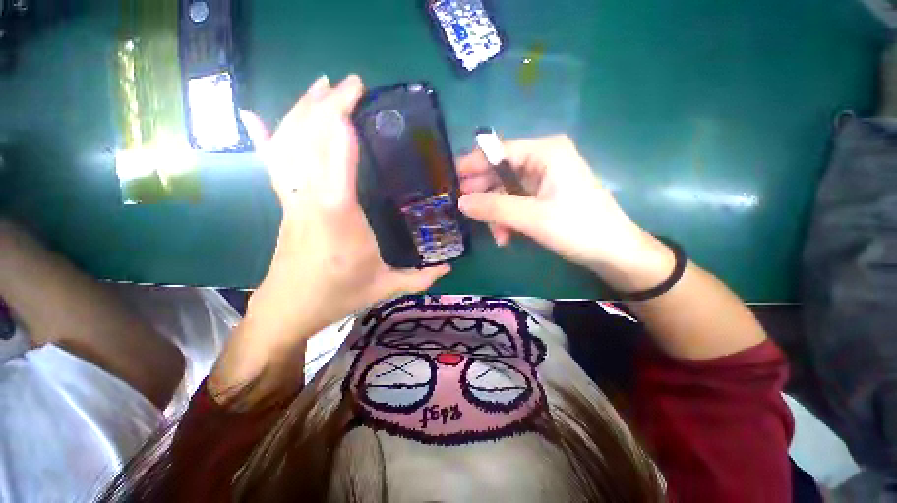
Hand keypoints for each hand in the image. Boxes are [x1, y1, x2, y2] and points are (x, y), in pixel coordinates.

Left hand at [242, 75, 449, 345]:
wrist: (289, 308)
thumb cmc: (337, 295)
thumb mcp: (384, 287)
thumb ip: (419, 277)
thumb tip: (449, 267)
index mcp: (340, 217)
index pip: (337, 161)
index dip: (343, 125)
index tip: (358, 97)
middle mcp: (312, 200)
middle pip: (311, 141)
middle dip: (328, 105)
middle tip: (351, 83)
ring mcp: (295, 198)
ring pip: (290, 145)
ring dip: (303, 110)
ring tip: (320, 85)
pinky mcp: (286, 203)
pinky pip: (273, 164)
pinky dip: (264, 137)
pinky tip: (253, 114)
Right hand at [457, 135, 670, 288]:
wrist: (614, 253)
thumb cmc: (578, 228)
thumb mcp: (532, 218)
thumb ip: (494, 208)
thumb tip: (460, 202)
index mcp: (545, 152)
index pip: (499, 152)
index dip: (473, 165)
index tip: (451, 180)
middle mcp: (544, 160)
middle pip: (501, 173)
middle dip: (486, 196)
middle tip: (465, 212)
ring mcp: (544, 180)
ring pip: (507, 192)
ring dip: (498, 214)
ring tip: (497, 236)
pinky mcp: (545, 197)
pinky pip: (517, 203)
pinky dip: (508, 220)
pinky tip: (506, 237)